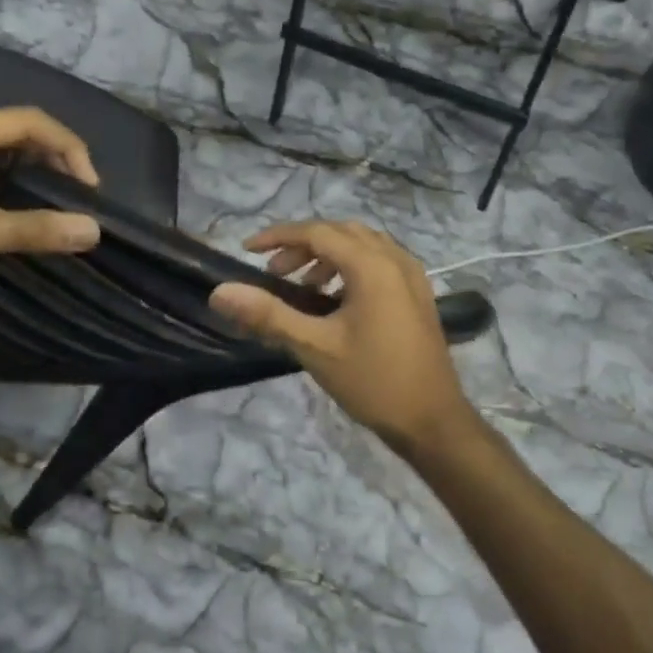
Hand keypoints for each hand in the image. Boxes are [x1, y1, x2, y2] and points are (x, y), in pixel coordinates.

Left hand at [0, 107, 100, 310]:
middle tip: (78, 198)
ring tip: (57, 205)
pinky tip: (18, 214)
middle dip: (54, 159)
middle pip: (14, 132)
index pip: (29, 121)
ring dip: (32, 174)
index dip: (68, 148)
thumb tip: (93, 229)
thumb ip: (32, 229)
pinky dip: (8, 188)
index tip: (89, 191)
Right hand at [209, 221, 481, 458]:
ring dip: (328, 256)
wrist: (432, 420)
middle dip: (303, 246)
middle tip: (274, 273)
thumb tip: (220, 292)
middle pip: (341, 233)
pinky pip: (379, 262)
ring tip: (302, 287)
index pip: (317, 232)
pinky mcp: (418, 294)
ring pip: (362, 246)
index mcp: (372, 265)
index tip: (248, 250)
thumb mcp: (314, 347)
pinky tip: (335, 300)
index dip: (278, 237)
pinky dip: (351, 268)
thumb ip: (268, 314)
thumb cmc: (372, 380)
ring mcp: (412, 276)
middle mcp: (395, 259)